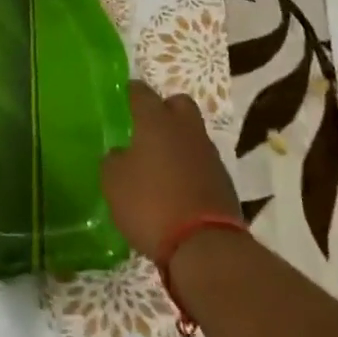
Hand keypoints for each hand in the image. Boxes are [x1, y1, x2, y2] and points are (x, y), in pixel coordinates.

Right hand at [102, 82, 239, 258]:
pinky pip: (202, 161)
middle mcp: (186, 130)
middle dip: (164, 108)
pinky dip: (190, 167)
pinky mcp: (223, 180)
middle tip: (147, 125)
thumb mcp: (114, 183)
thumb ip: (114, 161)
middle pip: (179, 104)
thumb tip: (121, 154)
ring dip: (178, 141)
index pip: (142, 93)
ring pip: (193, 133)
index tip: (125, 93)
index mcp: (156, 122)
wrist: (204, 245)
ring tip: (160, 161)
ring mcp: (209, 154)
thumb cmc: (150, 204)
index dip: (132, 91)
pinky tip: (176, 186)